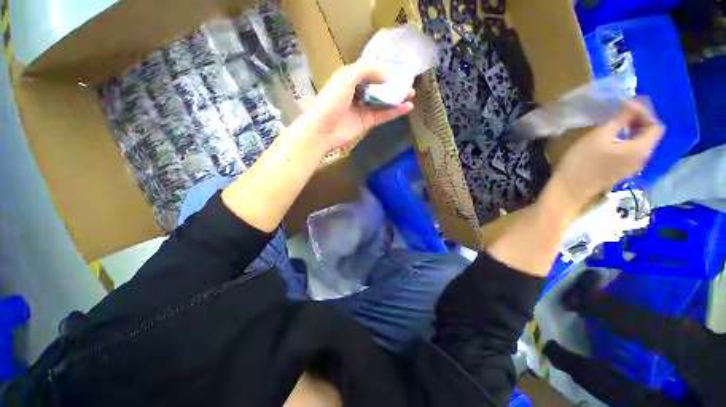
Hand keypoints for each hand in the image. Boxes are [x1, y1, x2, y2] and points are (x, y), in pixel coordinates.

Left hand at [300, 63, 414, 151]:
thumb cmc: (331, 100)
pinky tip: (407, 107)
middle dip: (392, 83)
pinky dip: (395, 112)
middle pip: (377, 86)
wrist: (323, 130)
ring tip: (411, 93)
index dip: (382, 68)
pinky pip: (383, 115)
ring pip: (382, 101)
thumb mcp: (346, 77)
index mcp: (349, 78)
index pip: (369, 70)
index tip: (397, 67)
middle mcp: (356, 92)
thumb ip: (367, 70)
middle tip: (408, 81)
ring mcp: (362, 109)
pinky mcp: (367, 123)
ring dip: (396, 97)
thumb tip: (388, 75)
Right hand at [553, 101, 663, 207]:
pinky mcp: (621, 171)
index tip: (626, 105)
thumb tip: (632, 105)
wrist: (569, 189)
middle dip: (639, 120)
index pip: (656, 125)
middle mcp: (642, 158)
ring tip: (617, 124)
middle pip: (650, 135)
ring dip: (633, 131)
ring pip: (641, 144)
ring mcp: (632, 167)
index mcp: (641, 149)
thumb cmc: (583, 161)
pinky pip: (632, 152)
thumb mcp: (599, 136)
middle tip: (622, 111)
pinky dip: (627, 141)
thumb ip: (620, 120)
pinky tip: (612, 139)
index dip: (644, 112)